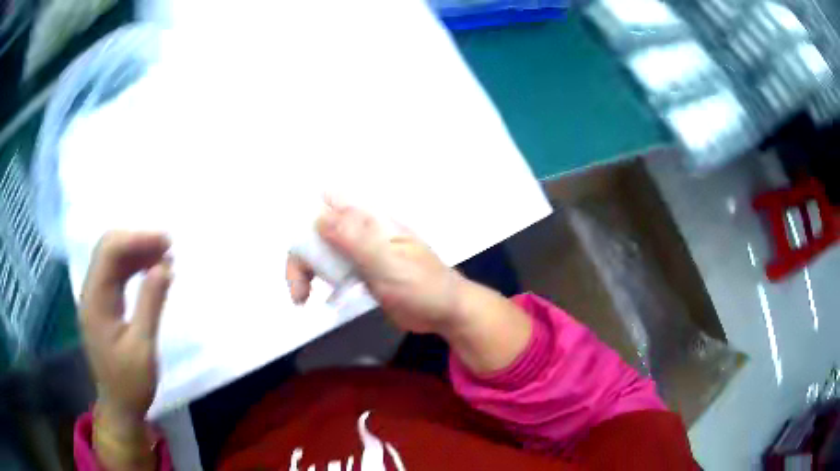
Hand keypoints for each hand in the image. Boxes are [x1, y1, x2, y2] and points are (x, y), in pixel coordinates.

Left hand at [80, 232, 171, 425]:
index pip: (109, 252)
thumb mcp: (143, 348)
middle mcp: (91, 292)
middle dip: (137, 241)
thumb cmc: (130, 383)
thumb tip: (164, 266)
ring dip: (136, 252)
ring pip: (112, 259)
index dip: (137, 239)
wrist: (119, 407)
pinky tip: (151, 271)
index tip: (166, 242)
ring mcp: (95, 298)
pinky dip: (133, 267)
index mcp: (95, 301)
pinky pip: (115, 274)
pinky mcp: (102, 304)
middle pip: (108, 249)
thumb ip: (150, 304)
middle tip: (167, 247)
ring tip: (164, 256)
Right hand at [286, 198, 468, 333]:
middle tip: (298, 288)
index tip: (295, 241)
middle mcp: (362, 231)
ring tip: (301, 298)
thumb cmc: (423, 285)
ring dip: (306, 270)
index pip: (331, 200)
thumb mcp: (389, 262)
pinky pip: (332, 270)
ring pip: (322, 250)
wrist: (444, 312)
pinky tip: (317, 299)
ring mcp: (361, 252)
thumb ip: (355, 239)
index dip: (307, 211)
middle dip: (301, 253)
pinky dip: (319, 281)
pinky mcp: (361, 272)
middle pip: (318, 229)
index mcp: (371, 220)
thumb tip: (319, 217)